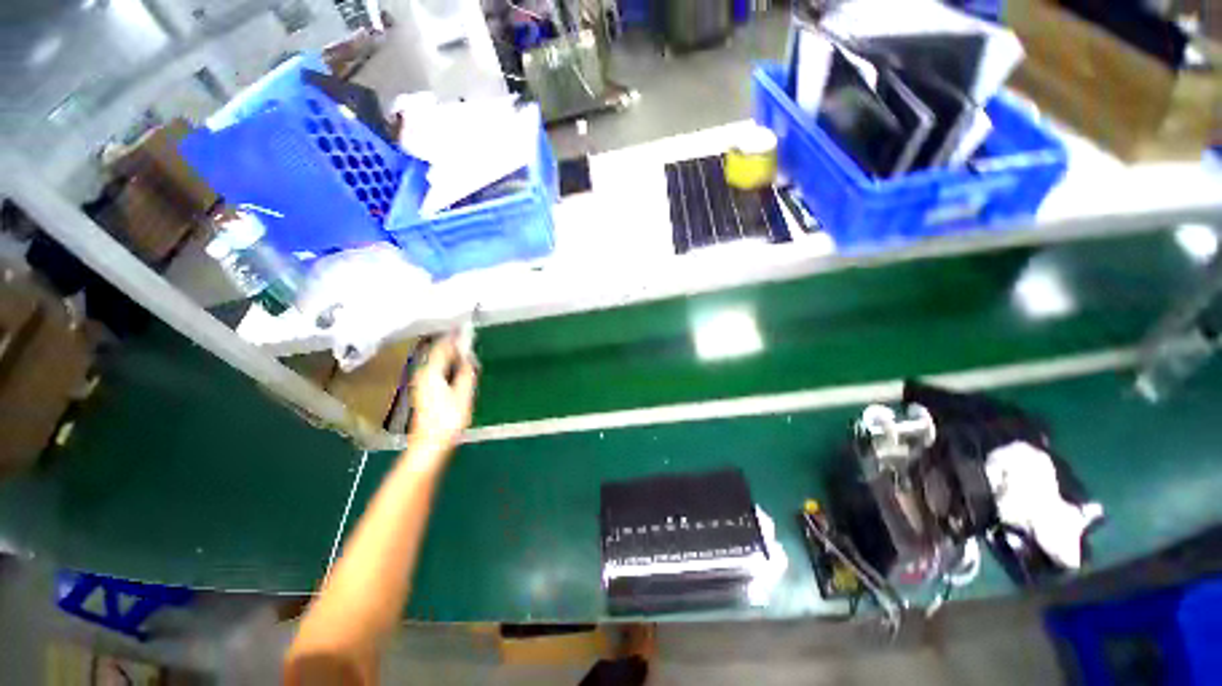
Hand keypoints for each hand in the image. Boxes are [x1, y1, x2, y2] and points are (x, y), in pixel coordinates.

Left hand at [405, 335, 477, 465]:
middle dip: (451, 344)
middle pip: (437, 353)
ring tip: (463, 349)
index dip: (453, 337)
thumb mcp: (464, 394)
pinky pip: (436, 370)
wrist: (430, 445)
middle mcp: (423, 374)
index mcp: (431, 372)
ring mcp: (421, 383)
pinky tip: (456, 368)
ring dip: (449, 354)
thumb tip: (468, 358)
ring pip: (436, 361)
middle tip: (466, 337)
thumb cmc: (448, 420)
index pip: (443, 347)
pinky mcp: (423, 392)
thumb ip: (466, 373)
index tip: (464, 328)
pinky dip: (446, 364)